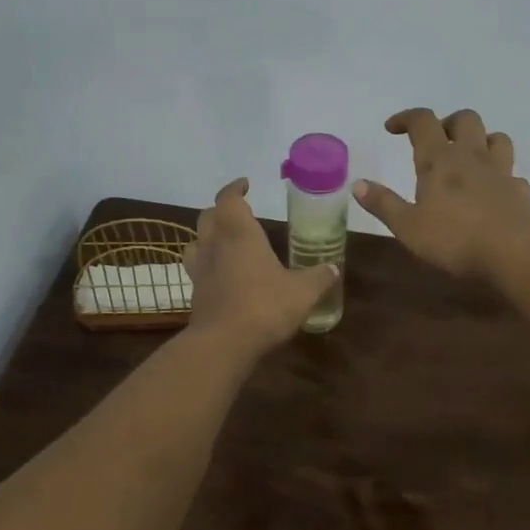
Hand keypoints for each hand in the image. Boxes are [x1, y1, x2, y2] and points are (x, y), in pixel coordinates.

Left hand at [183, 178, 336, 355]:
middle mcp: (215, 246)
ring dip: (208, 237)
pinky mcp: (196, 295)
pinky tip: (223, 276)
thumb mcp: (302, 292)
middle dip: (221, 210)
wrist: (223, 344)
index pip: (229, 200)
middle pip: (208, 217)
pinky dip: (208, 265)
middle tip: (238, 213)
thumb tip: (333, 268)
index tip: (245, 185)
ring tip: (224, 241)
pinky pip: (198, 270)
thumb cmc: (264, 306)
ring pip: (196, 242)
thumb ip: (318, 277)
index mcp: (239, 234)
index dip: (235, 189)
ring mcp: (201, 271)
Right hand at [331, 479, 435, 529]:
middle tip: (376, 478)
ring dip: (399, 502)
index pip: (359, 519)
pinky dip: (421, 517)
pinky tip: (420, 508)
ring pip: (406, 517)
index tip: (345, 485)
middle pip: (386, 513)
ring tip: (396, 489)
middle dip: (381, 494)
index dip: (351, 502)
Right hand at [353, 108, 529, 279]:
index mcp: (439, 160)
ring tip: (468, 158)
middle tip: (435, 141)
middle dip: (448, 122)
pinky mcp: (519, 192)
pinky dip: (502, 178)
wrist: (514, 253)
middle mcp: (471, 157)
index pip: (423, 121)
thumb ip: (383, 204)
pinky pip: (513, 175)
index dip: (406, 118)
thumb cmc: (453, 238)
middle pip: (465, 119)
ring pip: (497, 138)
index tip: (392, 128)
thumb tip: (357, 184)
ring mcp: (500, 172)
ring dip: (482, 140)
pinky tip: (494, 192)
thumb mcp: (407, 226)